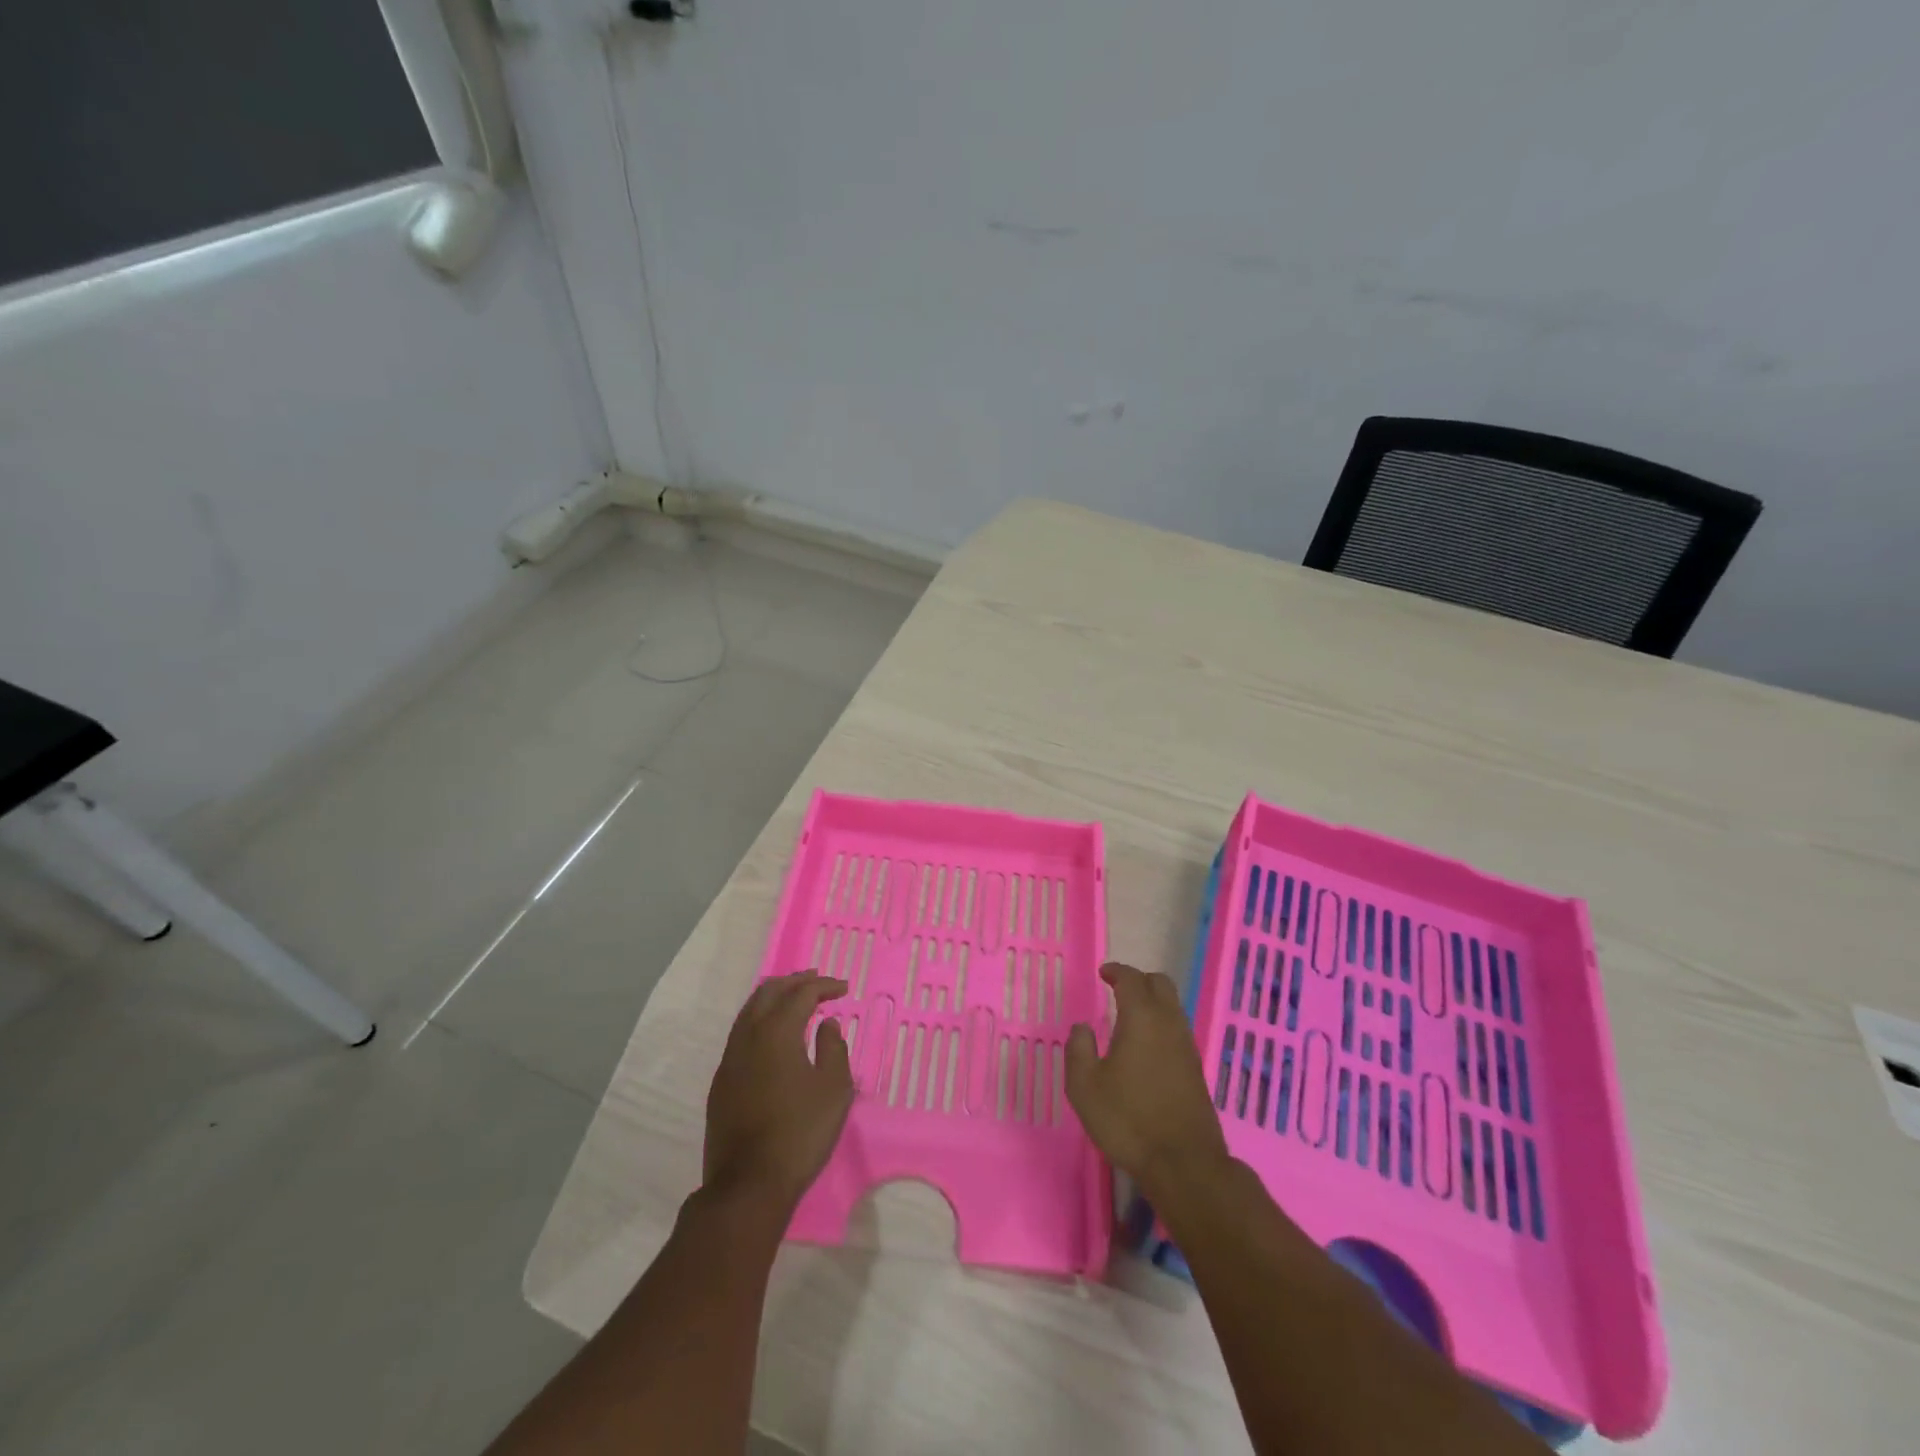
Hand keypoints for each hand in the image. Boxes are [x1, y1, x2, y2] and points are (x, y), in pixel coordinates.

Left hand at [703, 972, 854, 1209]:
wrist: (748, 1185)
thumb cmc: (800, 1132)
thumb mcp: (834, 1089)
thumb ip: (834, 1048)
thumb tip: (827, 1025)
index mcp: (776, 1032)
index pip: (801, 994)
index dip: (824, 986)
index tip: (844, 988)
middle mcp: (748, 1037)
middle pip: (768, 993)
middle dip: (794, 982)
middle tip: (816, 981)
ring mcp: (729, 1060)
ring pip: (749, 1011)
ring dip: (773, 998)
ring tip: (794, 999)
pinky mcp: (721, 1083)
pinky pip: (741, 1034)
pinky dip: (760, 1020)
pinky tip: (773, 1035)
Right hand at [1066, 962, 1230, 1198]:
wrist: (1184, 1163)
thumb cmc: (1128, 1120)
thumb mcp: (1084, 1087)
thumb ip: (1078, 1049)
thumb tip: (1083, 1027)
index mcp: (1141, 1018)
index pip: (1132, 979)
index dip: (1116, 971)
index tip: (1104, 973)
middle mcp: (1168, 1023)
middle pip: (1160, 984)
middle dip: (1139, 980)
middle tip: (1117, 990)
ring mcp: (1187, 1046)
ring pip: (1172, 1006)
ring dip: (1153, 1002)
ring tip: (1130, 1017)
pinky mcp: (1196, 1068)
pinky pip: (1178, 1029)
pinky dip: (1162, 1024)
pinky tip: (1146, 1046)